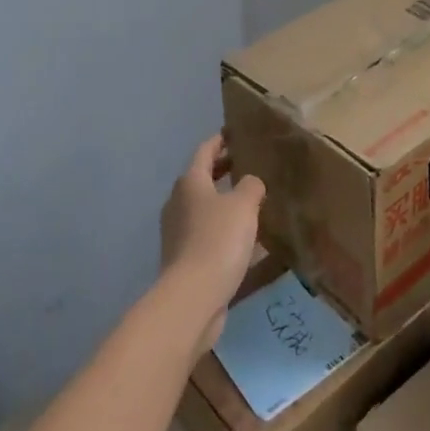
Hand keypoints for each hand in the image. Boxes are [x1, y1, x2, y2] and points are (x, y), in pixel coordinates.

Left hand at [159, 135, 264, 355]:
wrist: (193, 296)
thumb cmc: (218, 239)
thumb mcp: (244, 204)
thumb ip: (251, 185)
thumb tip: (250, 183)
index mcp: (190, 183)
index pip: (205, 151)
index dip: (220, 141)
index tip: (234, 134)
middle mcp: (179, 203)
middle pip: (201, 179)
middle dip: (222, 170)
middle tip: (247, 165)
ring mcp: (178, 233)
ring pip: (204, 208)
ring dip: (224, 202)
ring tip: (251, 202)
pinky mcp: (184, 259)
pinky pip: (207, 234)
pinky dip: (223, 229)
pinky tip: (245, 239)